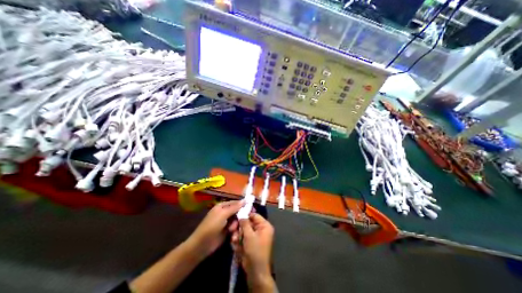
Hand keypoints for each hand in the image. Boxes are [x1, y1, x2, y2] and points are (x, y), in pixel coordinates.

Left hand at [188, 200, 243, 257]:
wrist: (201, 245)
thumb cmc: (212, 226)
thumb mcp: (223, 214)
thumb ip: (234, 207)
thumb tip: (244, 200)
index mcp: (222, 206)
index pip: (235, 203)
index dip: (243, 205)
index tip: (252, 208)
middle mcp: (225, 213)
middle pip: (237, 212)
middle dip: (240, 217)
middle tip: (246, 220)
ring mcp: (226, 222)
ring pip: (237, 220)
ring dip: (236, 225)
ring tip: (232, 230)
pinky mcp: (227, 231)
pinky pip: (235, 228)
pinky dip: (235, 231)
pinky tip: (233, 235)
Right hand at [230, 213, 274, 287]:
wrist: (256, 272)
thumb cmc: (255, 251)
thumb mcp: (249, 235)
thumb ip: (245, 223)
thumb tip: (242, 214)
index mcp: (264, 226)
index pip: (254, 215)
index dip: (245, 215)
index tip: (236, 216)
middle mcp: (261, 230)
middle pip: (248, 223)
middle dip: (240, 228)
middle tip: (232, 230)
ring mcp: (256, 237)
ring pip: (244, 231)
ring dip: (238, 235)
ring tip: (234, 240)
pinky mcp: (251, 244)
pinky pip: (244, 238)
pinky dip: (239, 241)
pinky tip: (236, 246)